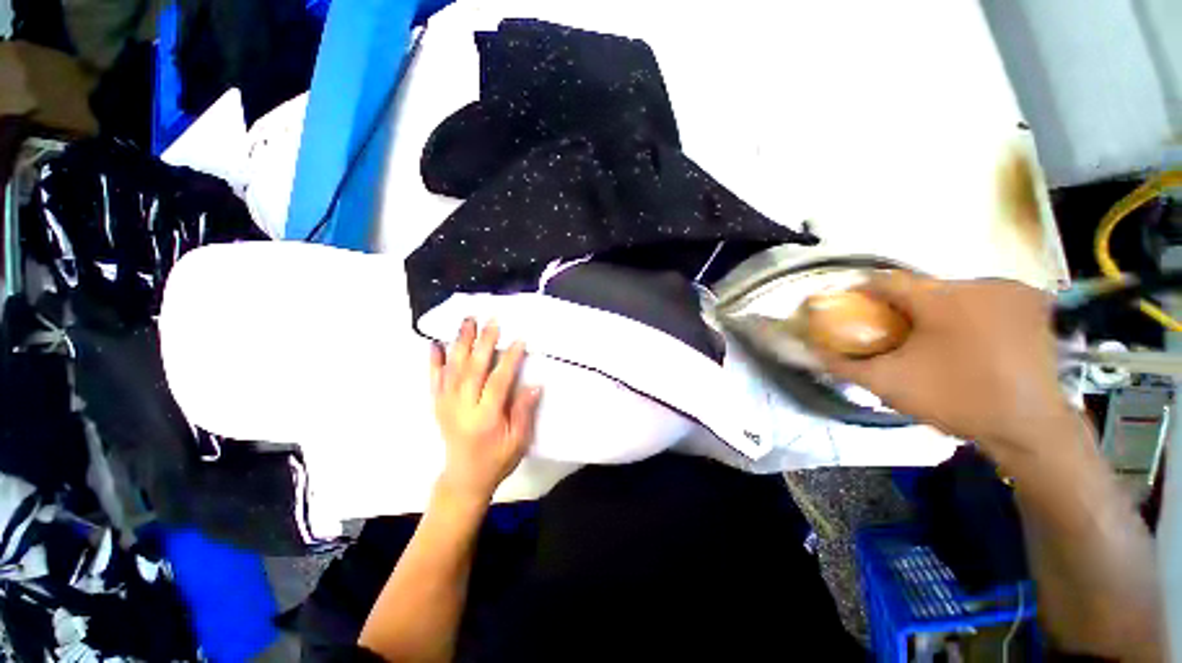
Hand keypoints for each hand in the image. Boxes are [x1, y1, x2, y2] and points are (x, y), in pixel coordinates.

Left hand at [430, 319, 540, 502]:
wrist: (464, 478)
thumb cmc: (497, 460)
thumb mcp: (518, 441)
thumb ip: (523, 412)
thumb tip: (534, 385)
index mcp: (485, 418)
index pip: (498, 382)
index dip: (509, 359)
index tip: (518, 340)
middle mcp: (462, 408)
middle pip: (472, 369)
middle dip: (483, 343)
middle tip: (491, 321)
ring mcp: (446, 405)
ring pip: (452, 369)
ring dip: (460, 343)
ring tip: (467, 321)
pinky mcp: (438, 406)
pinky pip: (434, 380)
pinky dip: (433, 361)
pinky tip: (435, 344)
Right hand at [818, 272, 1070, 464]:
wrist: (1034, 428)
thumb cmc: (959, 400)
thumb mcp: (890, 385)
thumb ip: (845, 366)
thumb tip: (812, 353)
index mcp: (941, 297)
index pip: (885, 280)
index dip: (861, 291)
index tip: (850, 307)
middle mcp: (978, 283)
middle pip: (922, 287)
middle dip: (902, 307)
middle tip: (892, 333)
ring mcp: (1013, 291)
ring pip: (956, 293)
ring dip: (938, 311)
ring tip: (934, 342)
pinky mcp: (1037, 304)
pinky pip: (987, 301)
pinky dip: (971, 314)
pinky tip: (973, 342)